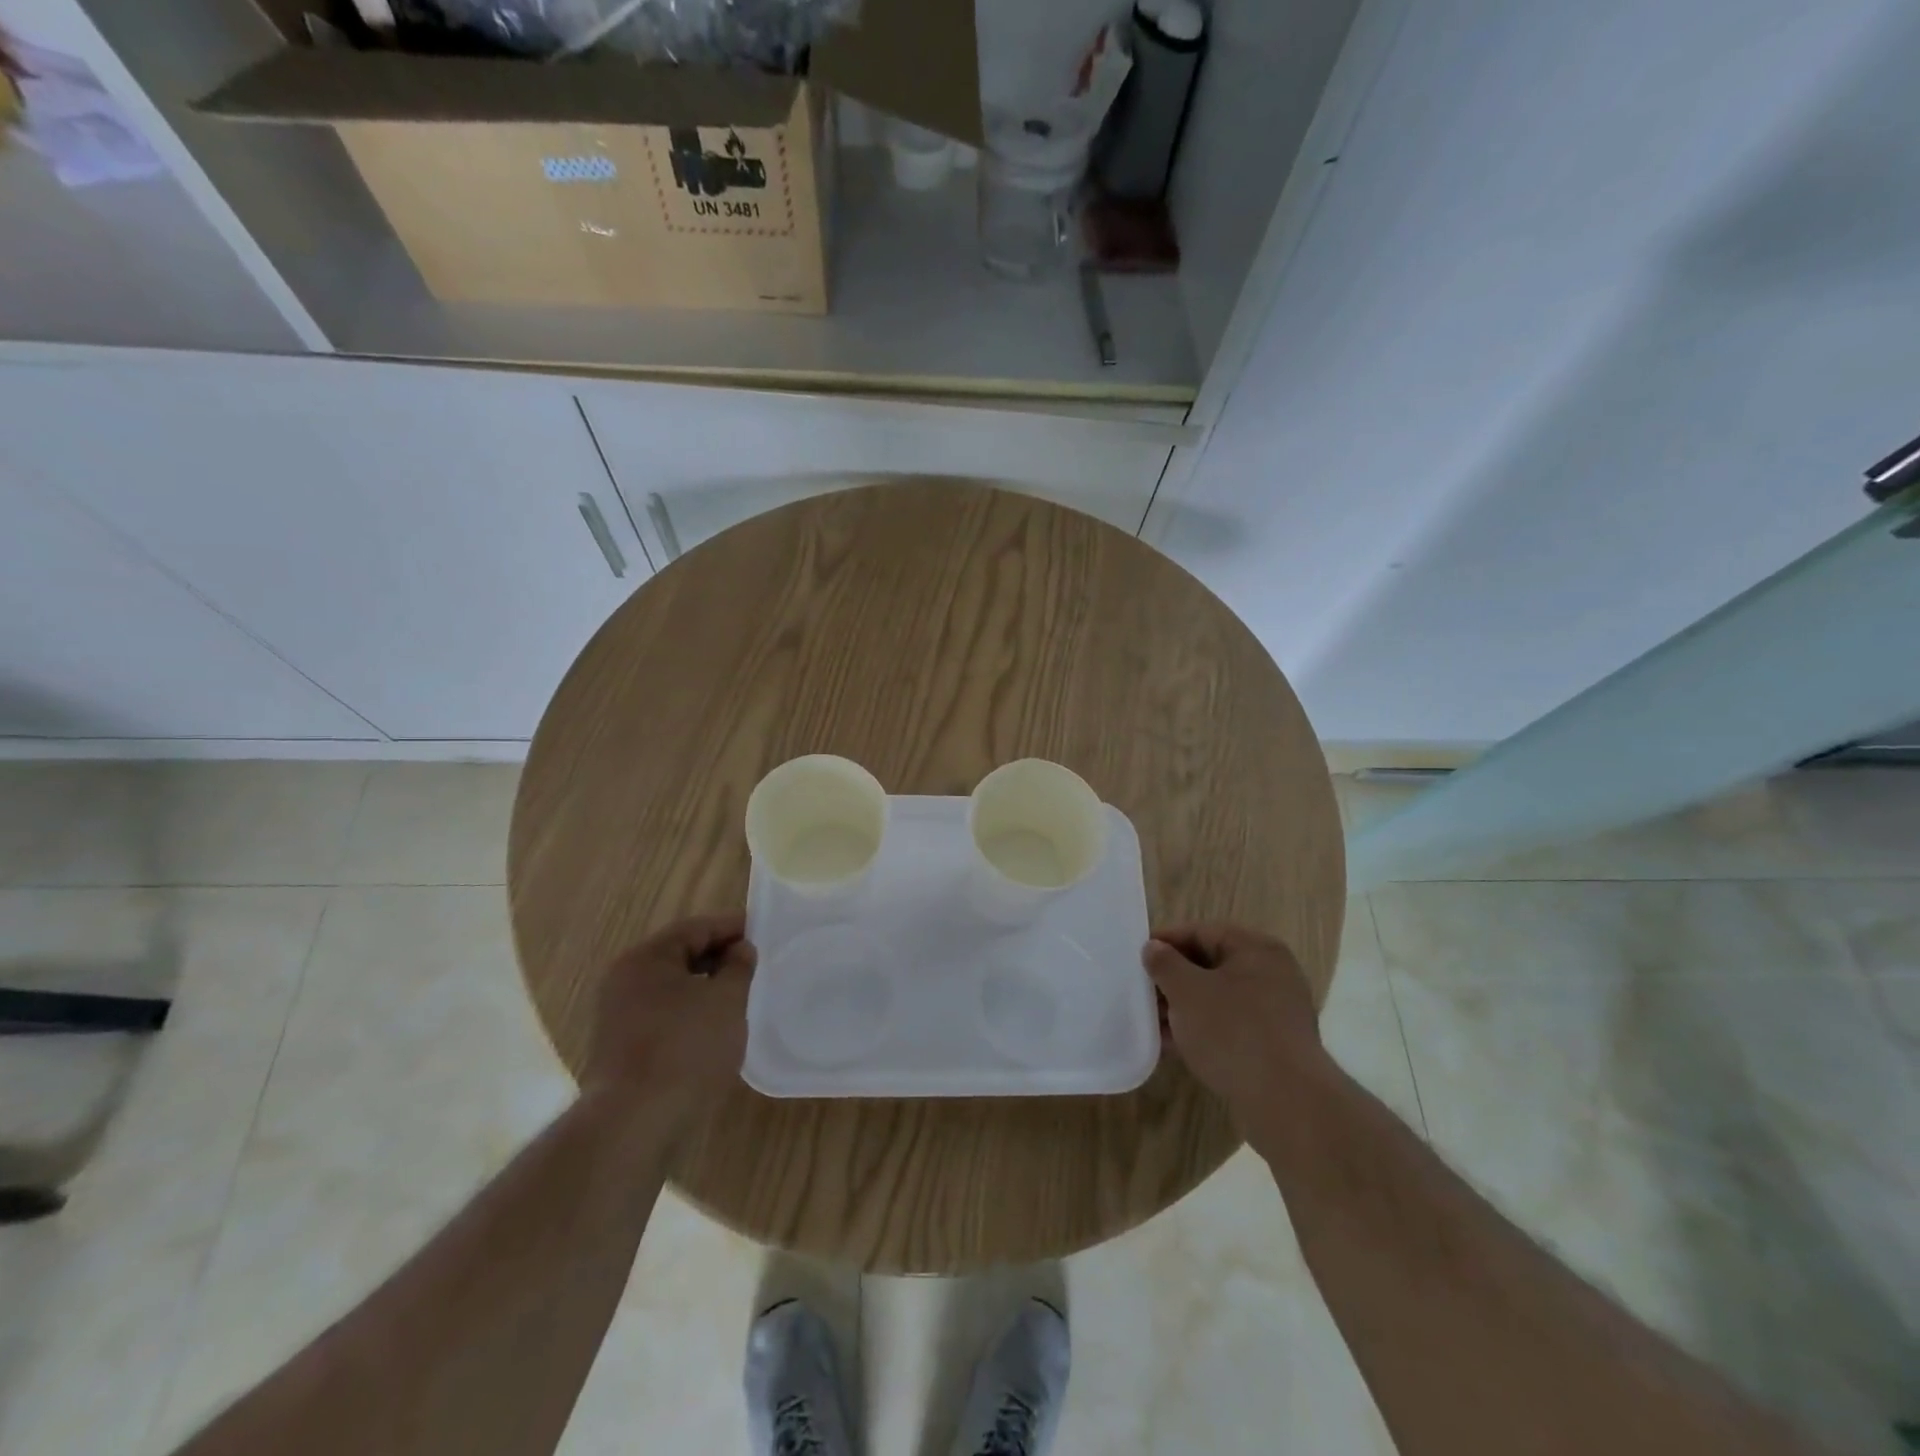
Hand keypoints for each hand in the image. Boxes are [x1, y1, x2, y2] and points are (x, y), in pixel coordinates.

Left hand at [584, 913, 756, 1119]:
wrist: (632, 1124)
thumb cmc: (685, 1049)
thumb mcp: (726, 1001)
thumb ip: (738, 967)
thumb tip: (740, 950)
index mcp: (646, 958)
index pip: (696, 928)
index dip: (732, 927)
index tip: (764, 932)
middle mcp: (625, 979)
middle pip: (680, 955)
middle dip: (719, 957)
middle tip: (755, 965)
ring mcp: (618, 1015)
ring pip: (672, 987)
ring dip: (705, 986)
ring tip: (739, 997)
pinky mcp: (622, 1047)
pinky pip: (663, 1014)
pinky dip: (690, 1012)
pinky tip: (713, 1029)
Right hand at [1143, 923, 1326, 1124]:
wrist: (1286, 1103)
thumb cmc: (1233, 1031)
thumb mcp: (1187, 991)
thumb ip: (1164, 963)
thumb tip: (1153, 948)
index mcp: (1256, 949)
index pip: (1202, 932)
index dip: (1166, 940)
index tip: (1137, 956)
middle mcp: (1272, 974)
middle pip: (1211, 965)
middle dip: (1173, 978)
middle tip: (1142, 990)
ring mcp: (1276, 1012)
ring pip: (1218, 998)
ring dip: (1184, 1007)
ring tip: (1151, 1021)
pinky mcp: (1273, 1046)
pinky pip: (1229, 1026)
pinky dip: (1201, 1030)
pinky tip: (1173, 1045)